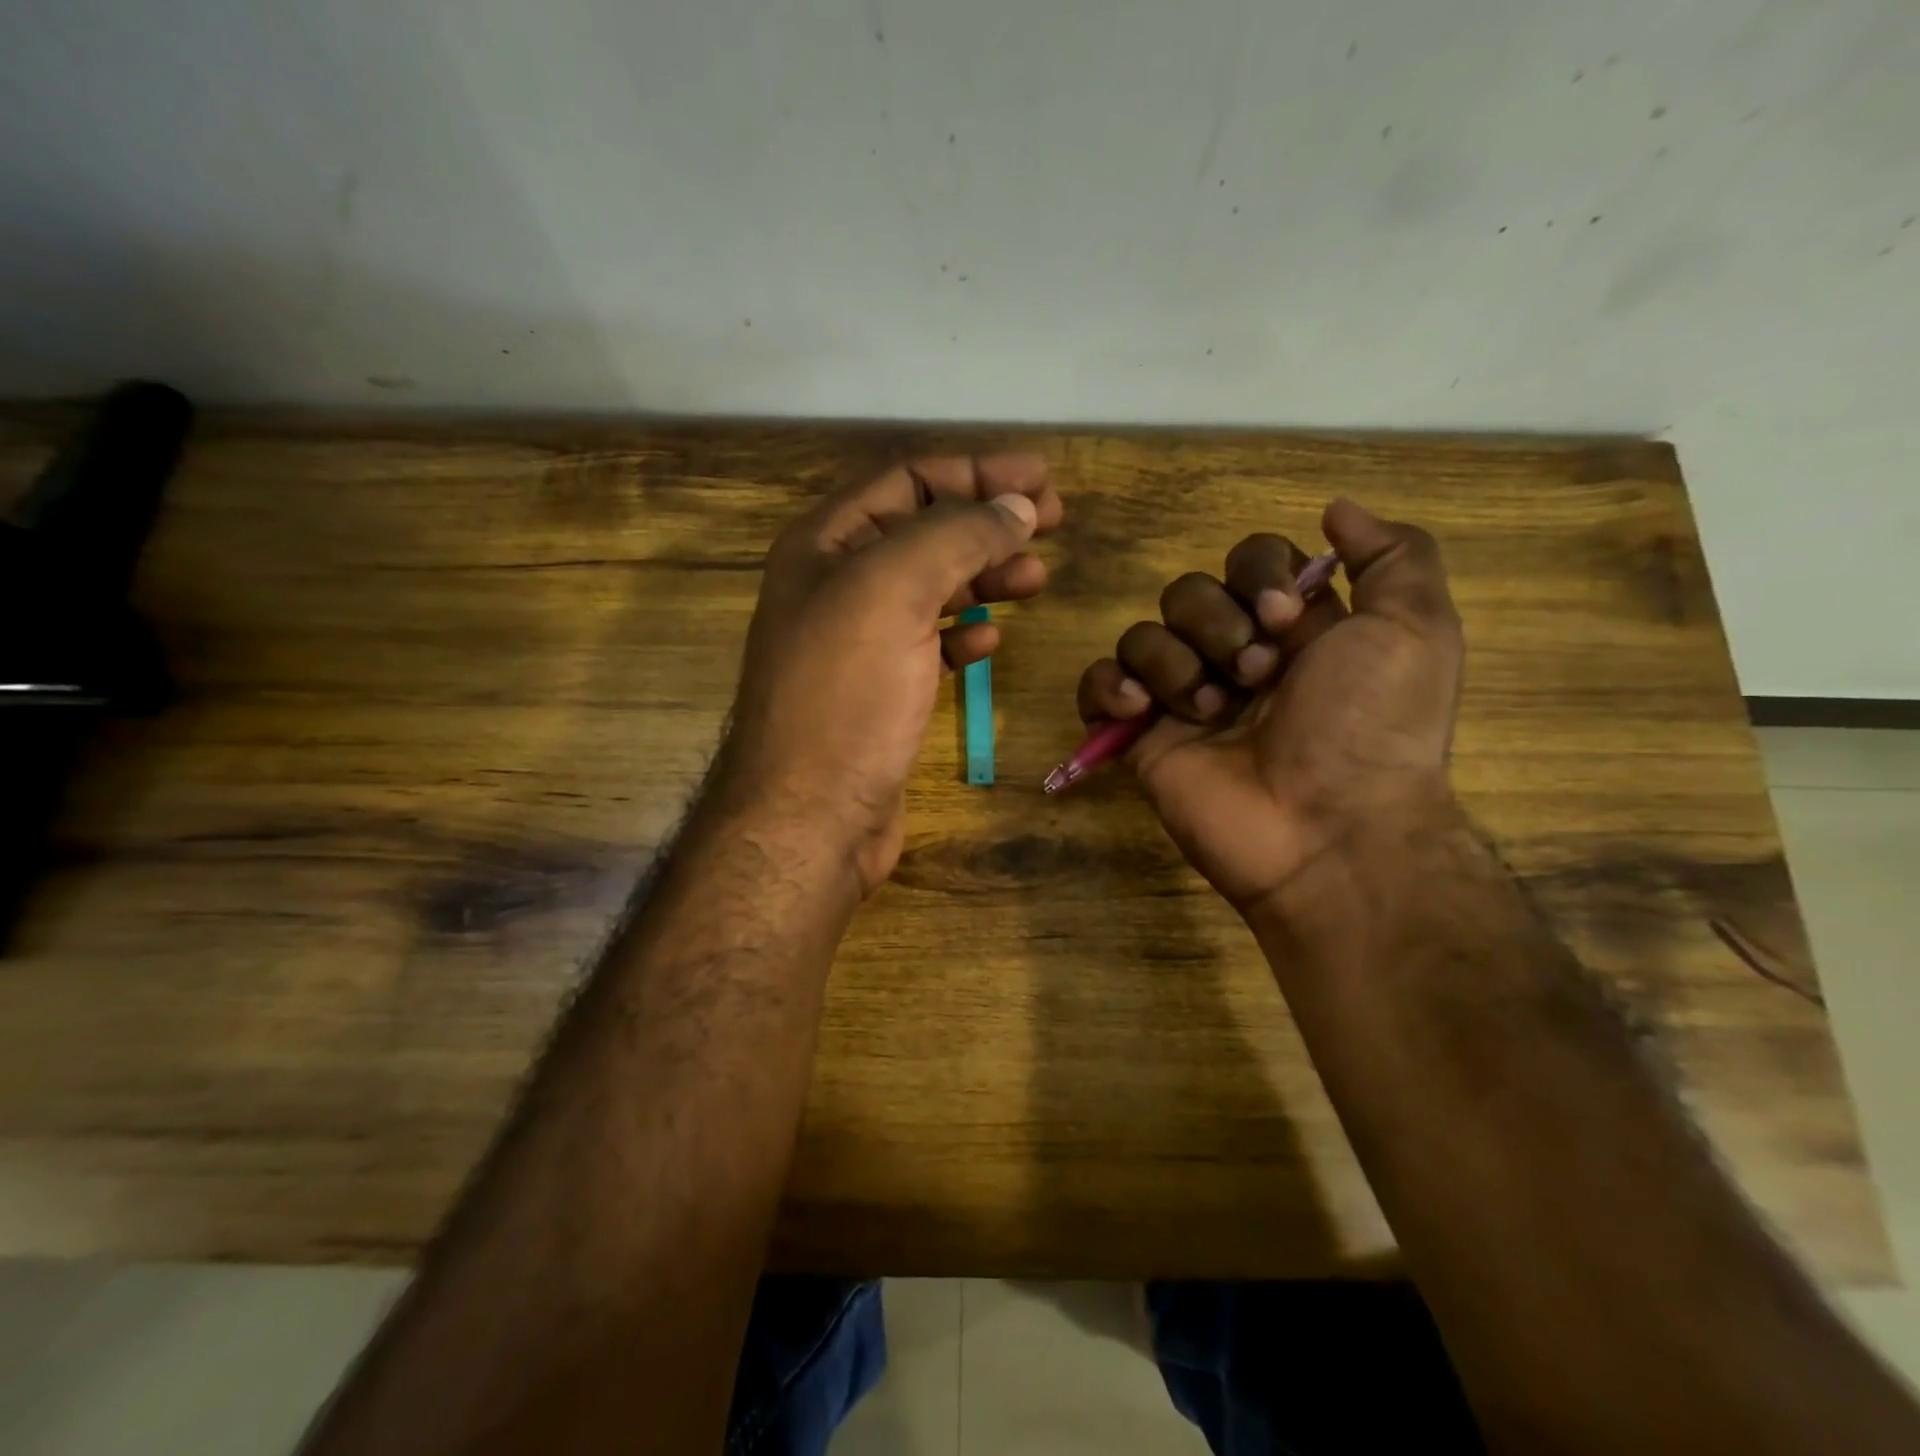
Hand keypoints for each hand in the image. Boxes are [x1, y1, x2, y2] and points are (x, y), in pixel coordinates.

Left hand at [725, 454, 1061, 892]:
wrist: (810, 815)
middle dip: (988, 522)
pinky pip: (927, 645)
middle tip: (1054, 524)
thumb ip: (956, 536)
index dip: (977, 473)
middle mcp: (836, 585)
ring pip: (931, 588)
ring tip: (1036, 578)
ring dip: (984, 576)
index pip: (908, 481)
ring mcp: (857, 642)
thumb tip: (1017, 507)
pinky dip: (962, 634)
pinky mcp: (879, 692)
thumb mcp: (893, 590)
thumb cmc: (845, 695)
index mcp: (825, 544)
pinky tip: (990, 641)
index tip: (1042, 481)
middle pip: (924, 532)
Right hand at [1076, 499, 1462, 917]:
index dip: (1258, 575)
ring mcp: (1183, 698)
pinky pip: (1100, 684)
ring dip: (1176, 664)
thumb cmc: (1371, 725)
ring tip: (1210, 712)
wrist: (1326, 828)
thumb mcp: (1416, 630)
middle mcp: (1234, 656)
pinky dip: (1110, 687)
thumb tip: (1333, 509)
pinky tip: (1142, 712)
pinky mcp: (1141, 737)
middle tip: (1256, 676)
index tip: (1284, 617)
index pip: (1249, 561)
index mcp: (1292, 629)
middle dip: (1217, 626)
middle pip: (1189, 593)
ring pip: (1143, 635)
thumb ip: (1394, 556)